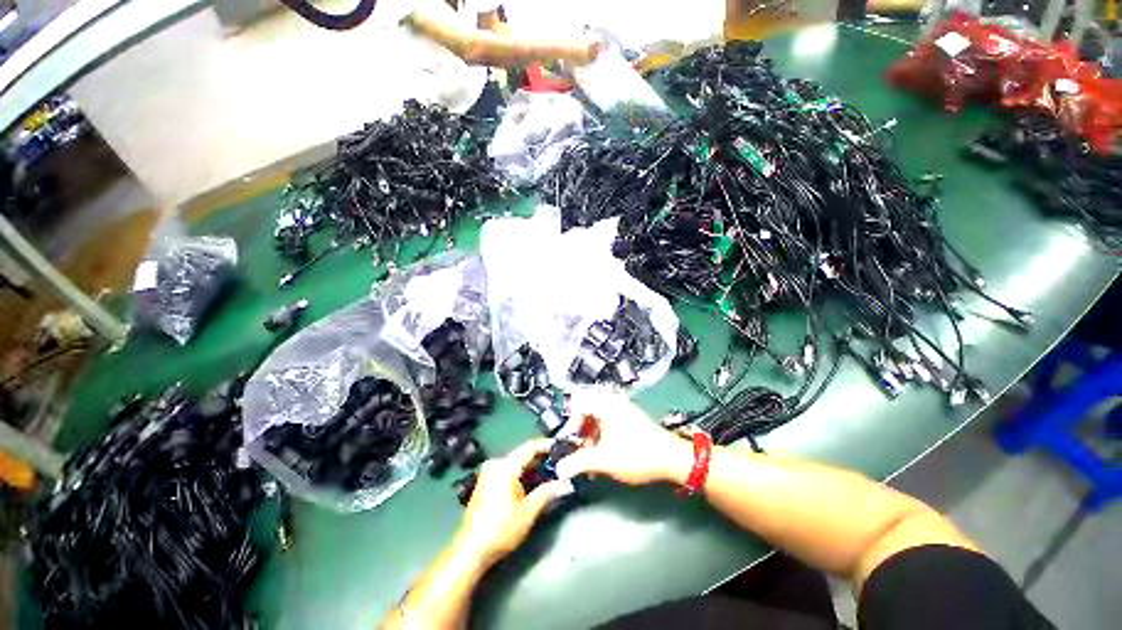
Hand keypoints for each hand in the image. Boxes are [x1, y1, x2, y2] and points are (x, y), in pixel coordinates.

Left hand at [455, 439, 566, 568]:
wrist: (470, 550)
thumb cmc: (501, 529)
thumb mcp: (528, 512)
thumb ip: (546, 493)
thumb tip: (564, 483)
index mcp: (505, 466)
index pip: (529, 448)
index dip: (545, 445)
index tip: (559, 447)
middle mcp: (495, 464)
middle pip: (521, 454)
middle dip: (540, 458)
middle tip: (558, 462)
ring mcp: (487, 473)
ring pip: (514, 463)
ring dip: (530, 467)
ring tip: (548, 472)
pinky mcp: (484, 483)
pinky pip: (507, 470)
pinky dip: (520, 473)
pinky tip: (531, 482)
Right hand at [556, 391, 693, 485]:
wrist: (672, 459)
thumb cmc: (635, 454)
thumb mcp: (603, 460)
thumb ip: (578, 463)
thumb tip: (558, 470)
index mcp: (605, 404)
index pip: (578, 402)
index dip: (571, 422)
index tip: (572, 441)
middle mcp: (613, 402)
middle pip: (587, 410)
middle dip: (581, 432)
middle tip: (580, 451)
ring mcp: (624, 410)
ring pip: (598, 419)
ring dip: (591, 437)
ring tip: (591, 459)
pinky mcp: (631, 420)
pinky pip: (610, 423)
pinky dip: (603, 438)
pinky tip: (604, 457)